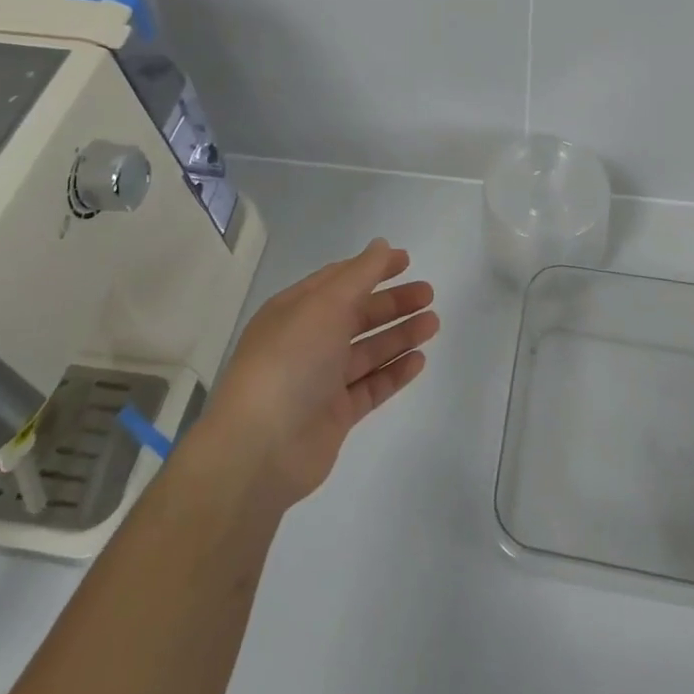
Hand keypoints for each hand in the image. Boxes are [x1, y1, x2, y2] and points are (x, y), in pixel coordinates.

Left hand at [197, 239, 438, 509]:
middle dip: (392, 303)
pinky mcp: (335, 416)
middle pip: (356, 315)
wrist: (260, 449)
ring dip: (399, 335)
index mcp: (295, 310)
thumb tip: (381, 245)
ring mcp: (321, 381)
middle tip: (428, 294)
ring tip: (433, 323)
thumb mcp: (324, 305)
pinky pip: (371, 387)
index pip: (338, 280)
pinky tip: (419, 360)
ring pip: (367, 351)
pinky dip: (394, 373)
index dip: (372, 268)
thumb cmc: (290, 362)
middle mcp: (307, 342)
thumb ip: (359, 275)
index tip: (407, 261)